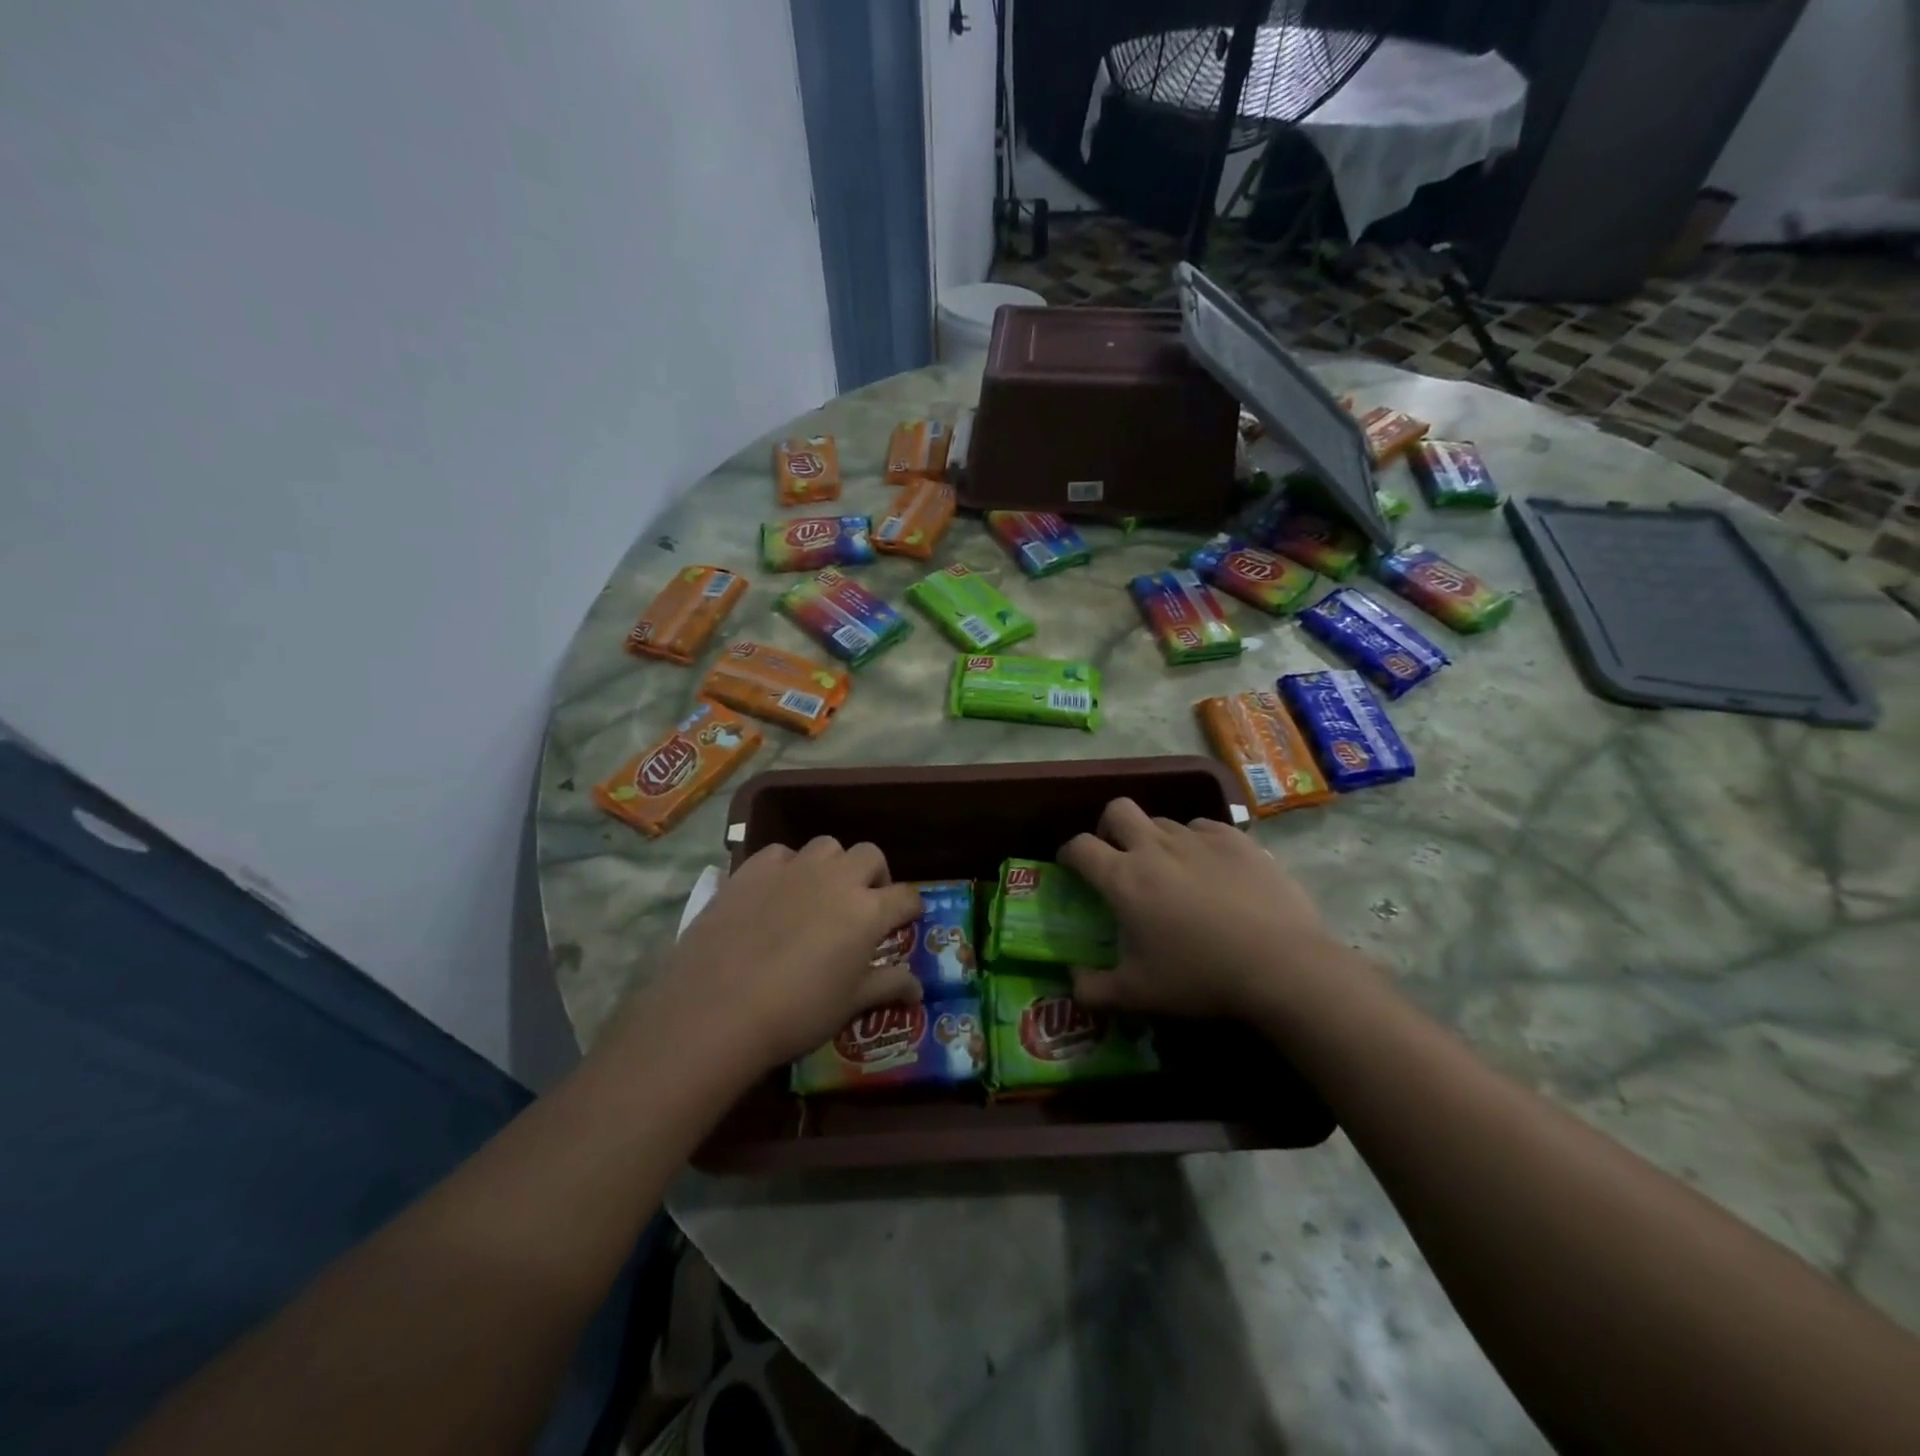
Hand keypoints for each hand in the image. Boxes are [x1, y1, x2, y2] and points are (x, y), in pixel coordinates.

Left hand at [654, 838, 924, 1071]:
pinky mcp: (753, 869)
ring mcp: (793, 869)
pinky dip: (788, 867)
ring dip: (833, 864)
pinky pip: (781, 854)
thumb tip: (919, 989)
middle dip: (875, 875)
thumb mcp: (850, 1005)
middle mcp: (837, 879)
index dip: (911, 907)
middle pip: (870, 855)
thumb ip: (887, 986)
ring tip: (820, 892)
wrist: (718, 1008)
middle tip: (864, 903)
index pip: (906, 896)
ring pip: (827, 846)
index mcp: (868, 912)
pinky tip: (776, 892)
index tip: (908, 918)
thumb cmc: (796, 1013)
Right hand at [1059, 798, 1342, 1021]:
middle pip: (1117, 810)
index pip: (1080, 846)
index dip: (1069, 852)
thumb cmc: (1201, 977)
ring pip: (1163, 821)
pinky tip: (1212, 869)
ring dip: (1156, 839)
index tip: (1072, 866)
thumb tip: (1072, 982)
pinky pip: (1204, 827)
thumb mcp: (1138, 995)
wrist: (1283, 966)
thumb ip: (1094, 990)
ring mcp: (1198, 838)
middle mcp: (1155, 847)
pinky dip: (1197, 843)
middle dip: (1109, 827)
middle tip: (1118, 855)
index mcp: (1124, 878)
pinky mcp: (1236, 839)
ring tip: (1172, 870)